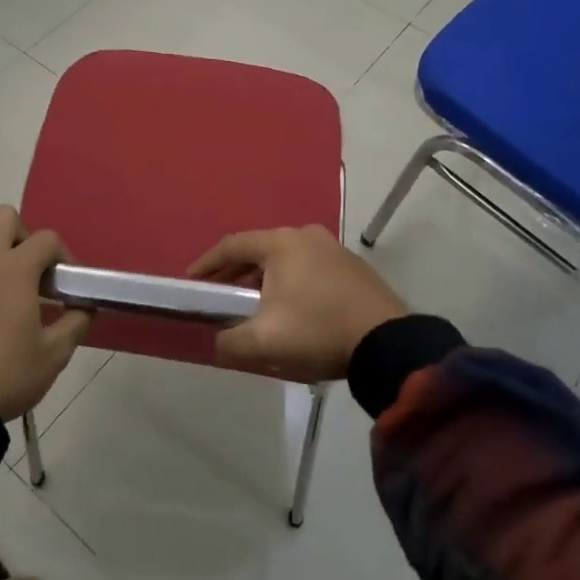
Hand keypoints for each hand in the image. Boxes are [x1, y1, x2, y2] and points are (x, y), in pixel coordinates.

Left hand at [0, 206, 90, 421]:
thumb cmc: (9, 375)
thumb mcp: (55, 353)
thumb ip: (75, 322)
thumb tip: (85, 306)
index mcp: (16, 270)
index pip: (46, 239)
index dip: (62, 254)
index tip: (65, 281)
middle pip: (1, 217)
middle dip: (18, 234)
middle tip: (23, 267)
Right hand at [188, 225, 407, 382]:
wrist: (388, 343)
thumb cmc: (317, 331)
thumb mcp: (264, 342)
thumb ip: (230, 341)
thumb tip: (219, 342)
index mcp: (280, 243)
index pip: (231, 246)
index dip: (207, 264)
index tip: (191, 281)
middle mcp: (305, 236)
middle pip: (258, 251)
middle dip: (235, 273)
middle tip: (218, 295)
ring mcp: (333, 249)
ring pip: (286, 260)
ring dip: (264, 279)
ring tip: (252, 305)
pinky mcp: (352, 268)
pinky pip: (309, 269)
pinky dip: (290, 283)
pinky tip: (290, 309)